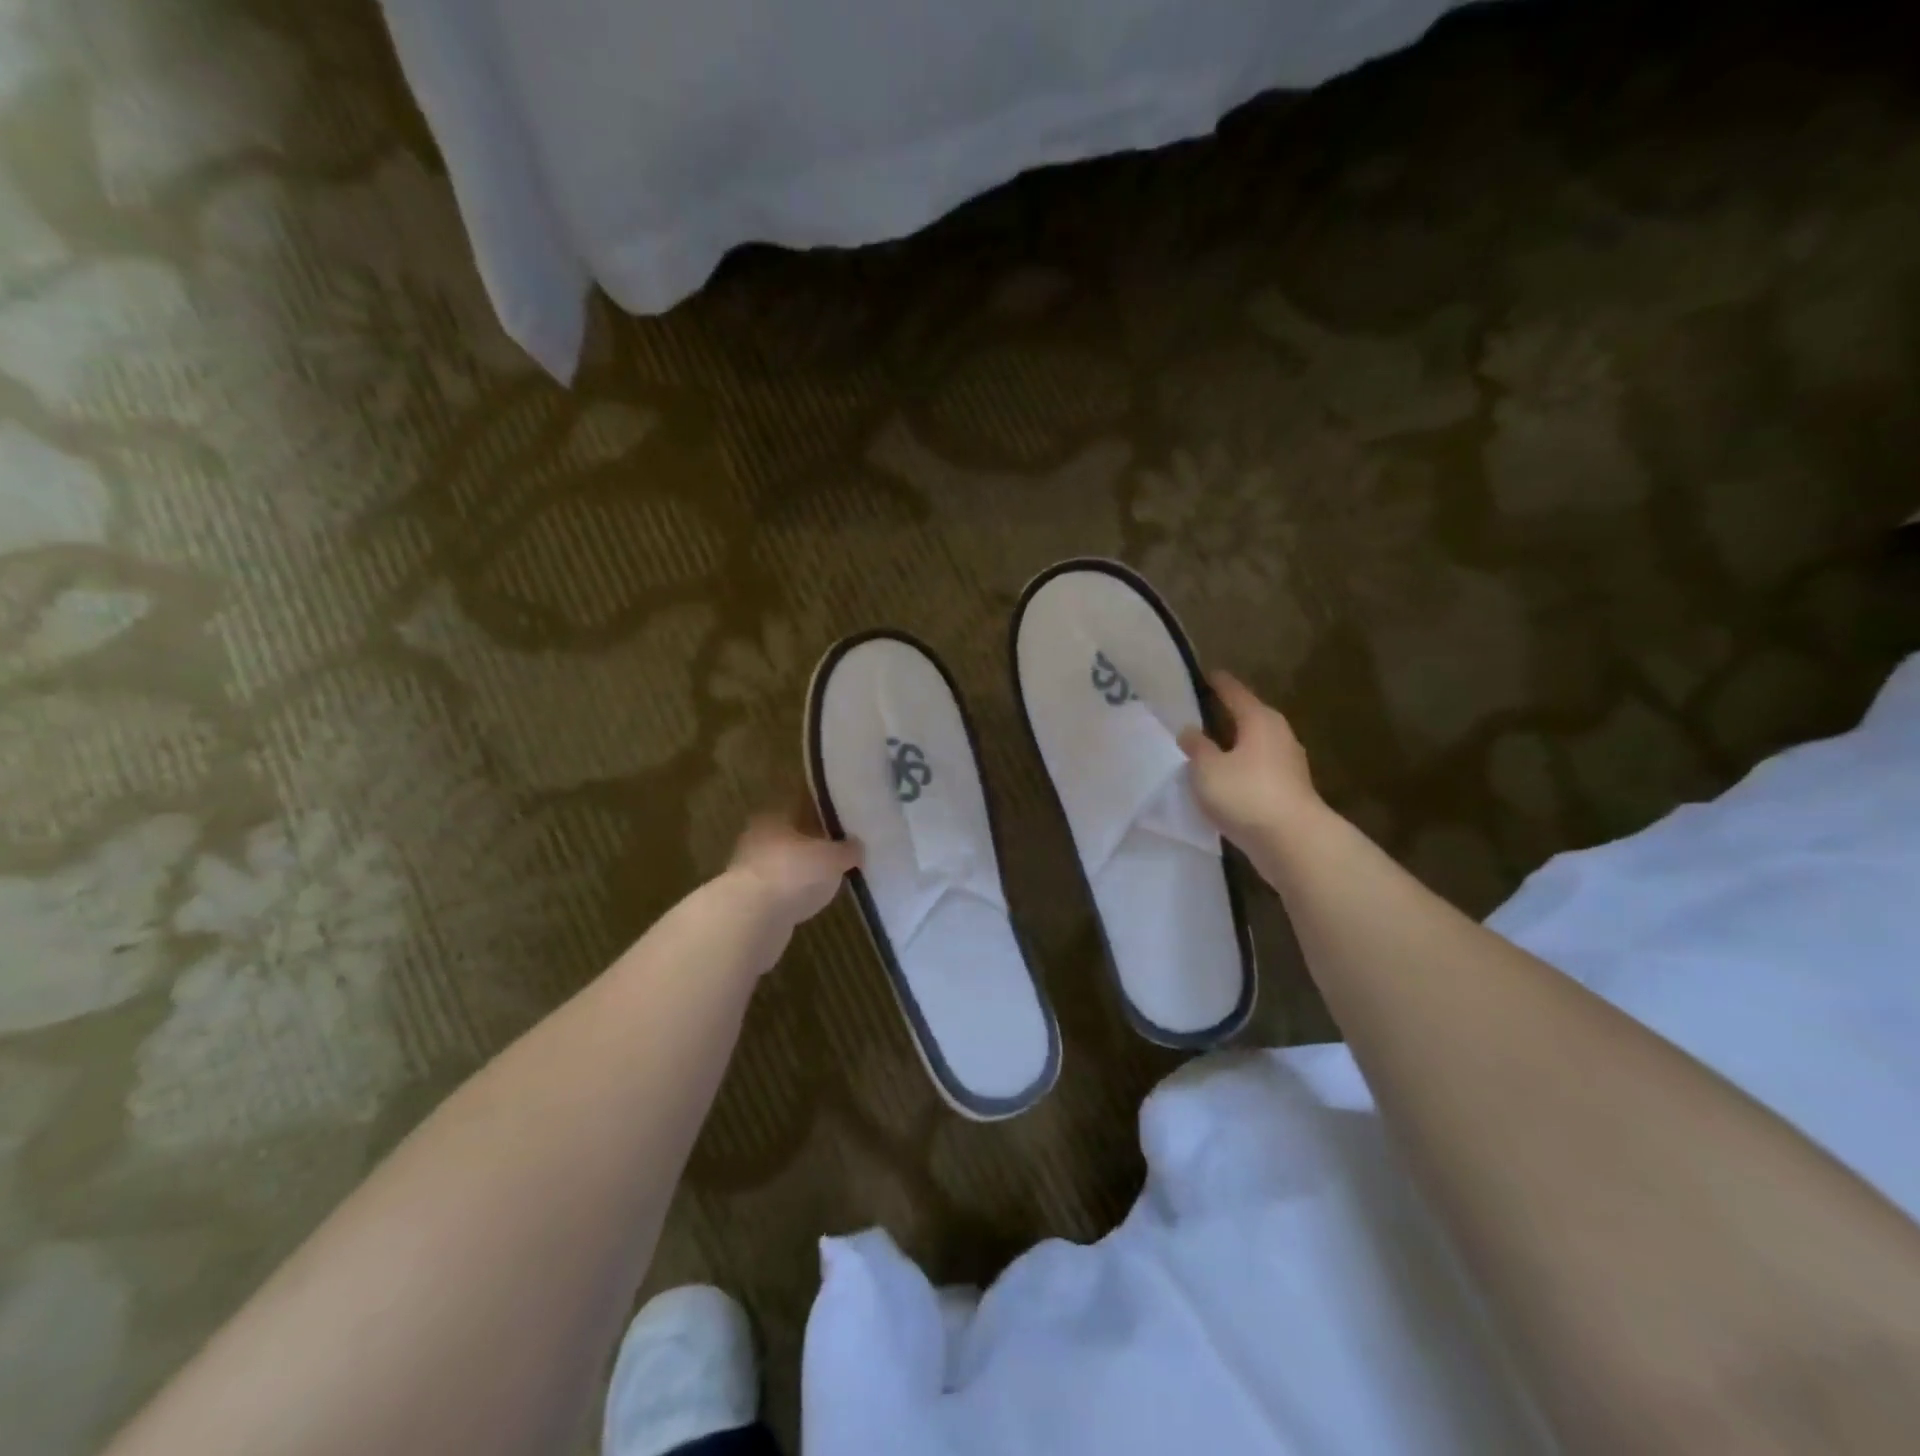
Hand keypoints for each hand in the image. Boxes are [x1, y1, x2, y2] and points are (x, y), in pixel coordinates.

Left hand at [725, 810, 860, 936]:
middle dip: (811, 846)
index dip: (823, 816)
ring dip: (799, 873)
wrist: (751, 918)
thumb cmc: (794, 873)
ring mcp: (747, 870)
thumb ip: (848, 850)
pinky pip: (776, 892)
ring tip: (826, 882)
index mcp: (775, 816)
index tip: (842, 828)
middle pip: (790, 838)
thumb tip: (857, 846)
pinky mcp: (746, 901)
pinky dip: (790, 895)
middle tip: (837, 856)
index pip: (802, 807)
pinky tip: (808, 903)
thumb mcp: (834, 858)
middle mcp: (756, 837)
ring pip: (782, 865)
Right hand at [1178, 671, 1324, 861]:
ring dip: (1233, 745)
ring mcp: (1287, 765)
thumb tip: (1190, 730)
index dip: (1218, 683)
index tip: (1206, 674)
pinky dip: (1240, 769)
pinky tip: (1224, 779)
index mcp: (1260, 720)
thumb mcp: (1207, 768)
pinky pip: (1257, 770)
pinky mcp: (1287, 791)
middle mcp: (1278, 736)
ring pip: (1253, 745)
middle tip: (1200, 711)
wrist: (1292, 841)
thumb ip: (1196, 747)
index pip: (1235, 692)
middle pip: (1248, 718)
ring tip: (1207, 746)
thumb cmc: (1246, 794)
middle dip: (1227, 714)